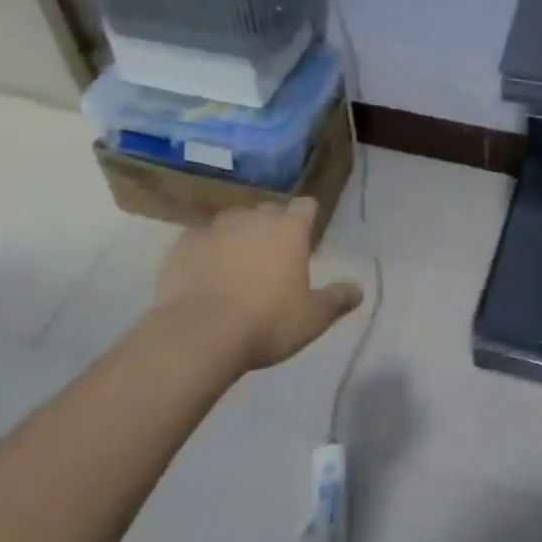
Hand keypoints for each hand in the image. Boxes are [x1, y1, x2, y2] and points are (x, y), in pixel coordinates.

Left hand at [154, 198, 363, 372]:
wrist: (198, 335)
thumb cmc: (266, 323)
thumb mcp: (312, 319)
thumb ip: (336, 300)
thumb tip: (358, 290)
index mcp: (289, 230)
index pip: (306, 206)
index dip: (307, 218)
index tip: (305, 236)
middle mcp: (254, 219)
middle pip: (267, 211)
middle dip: (270, 228)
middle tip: (270, 259)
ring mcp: (215, 228)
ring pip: (232, 223)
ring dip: (236, 238)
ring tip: (233, 268)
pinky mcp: (183, 245)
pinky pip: (199, 242)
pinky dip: (204, 254)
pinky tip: (202, 279)